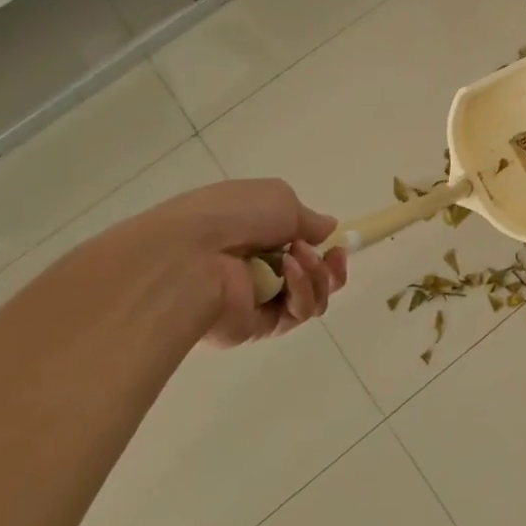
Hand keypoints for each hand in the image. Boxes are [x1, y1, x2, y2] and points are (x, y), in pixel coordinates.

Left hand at [103, 180, 349, 346]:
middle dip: (329, 266)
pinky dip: (302, 291)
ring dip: (317, 275)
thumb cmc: (233, 215)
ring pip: (311, 296)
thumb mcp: (280, 198)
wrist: (188, 256)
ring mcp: (257, 299)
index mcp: (254, 234)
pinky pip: (297, 313)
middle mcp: (256, 268)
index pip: (297, 246)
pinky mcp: (257, 327)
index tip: (336, 243)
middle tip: (333, 256)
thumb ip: (309, 218)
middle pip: (312, 276)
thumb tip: (327, 229)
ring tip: (299, 259)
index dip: (322, 245)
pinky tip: (289, 273)